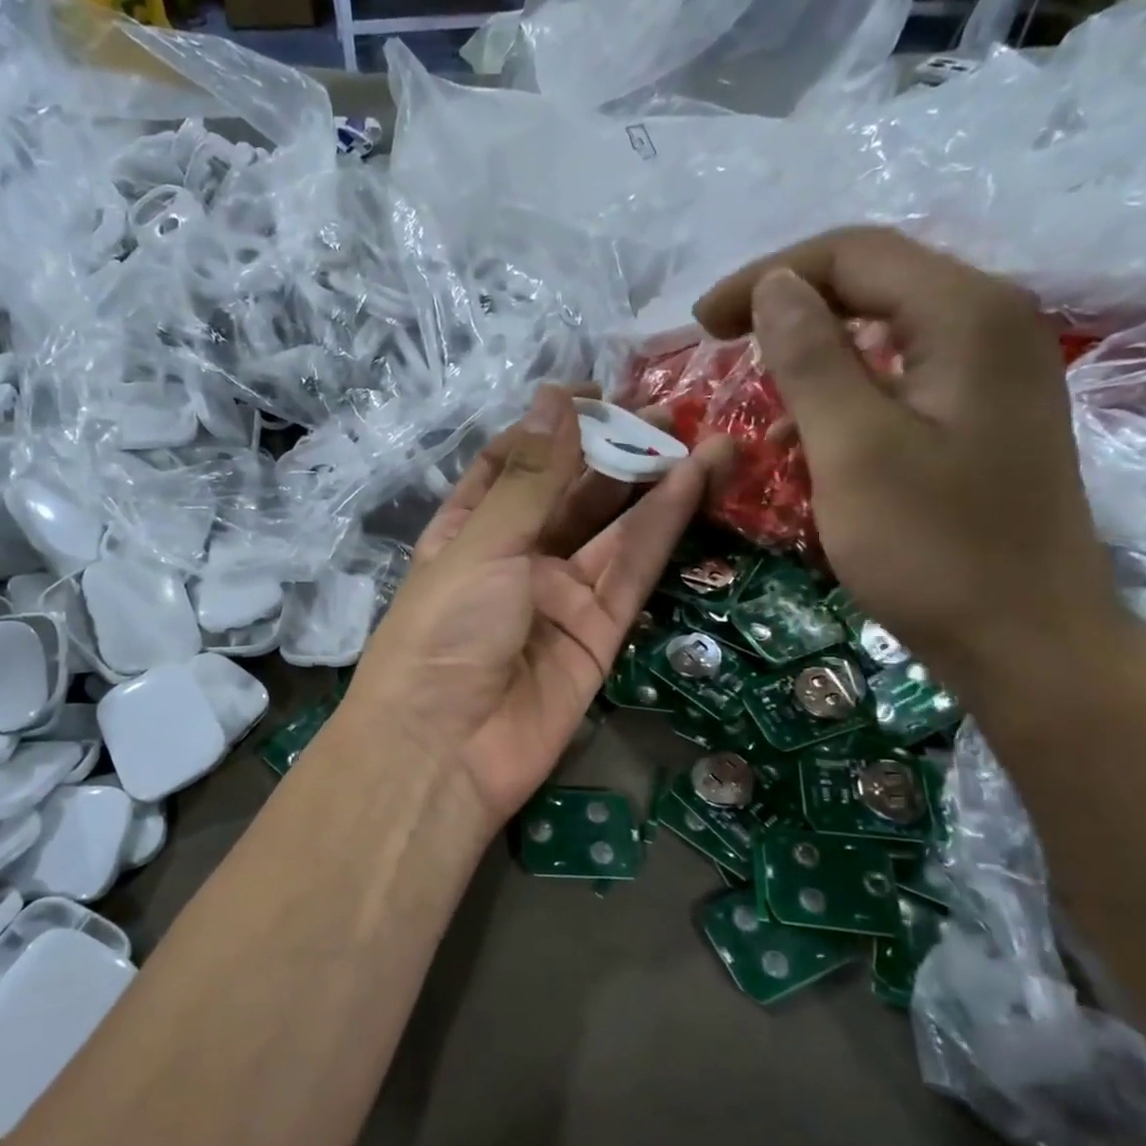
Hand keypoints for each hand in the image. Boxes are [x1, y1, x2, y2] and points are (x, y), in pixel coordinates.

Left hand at [347, 386, 732, 832]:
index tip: (596, 392)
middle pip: (571, 493)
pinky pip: (632, 570)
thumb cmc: (442, 633)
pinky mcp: (598, 631)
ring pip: (613, 528)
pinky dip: (661, 527)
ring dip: (653, 482)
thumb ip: (531, 478)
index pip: (512, 464)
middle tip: (669, 408)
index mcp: (468, 530)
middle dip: (614, 451)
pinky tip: (692, 481)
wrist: (444, 753)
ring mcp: (559, 595)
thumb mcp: (480, 545)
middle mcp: (515, 557)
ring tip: (704, 434)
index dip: (552, 427)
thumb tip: (556, 397)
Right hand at [693, 226, 1125, 696]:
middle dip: (789, 306)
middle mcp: (990, 324)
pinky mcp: (981, 417)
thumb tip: (774, 286)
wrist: (1027, 640)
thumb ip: (811, 359)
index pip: (853, 254)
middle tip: (720, 344)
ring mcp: (992, 372)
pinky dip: (843, 395)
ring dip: (812, 354)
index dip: (767, 277)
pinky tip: (806, 441)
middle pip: (873, 282)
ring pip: (883, 332)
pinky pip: (899, 378)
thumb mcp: (854, 450)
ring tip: (757, 398)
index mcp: (966, 316)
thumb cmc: (933, 547)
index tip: (700, 325)